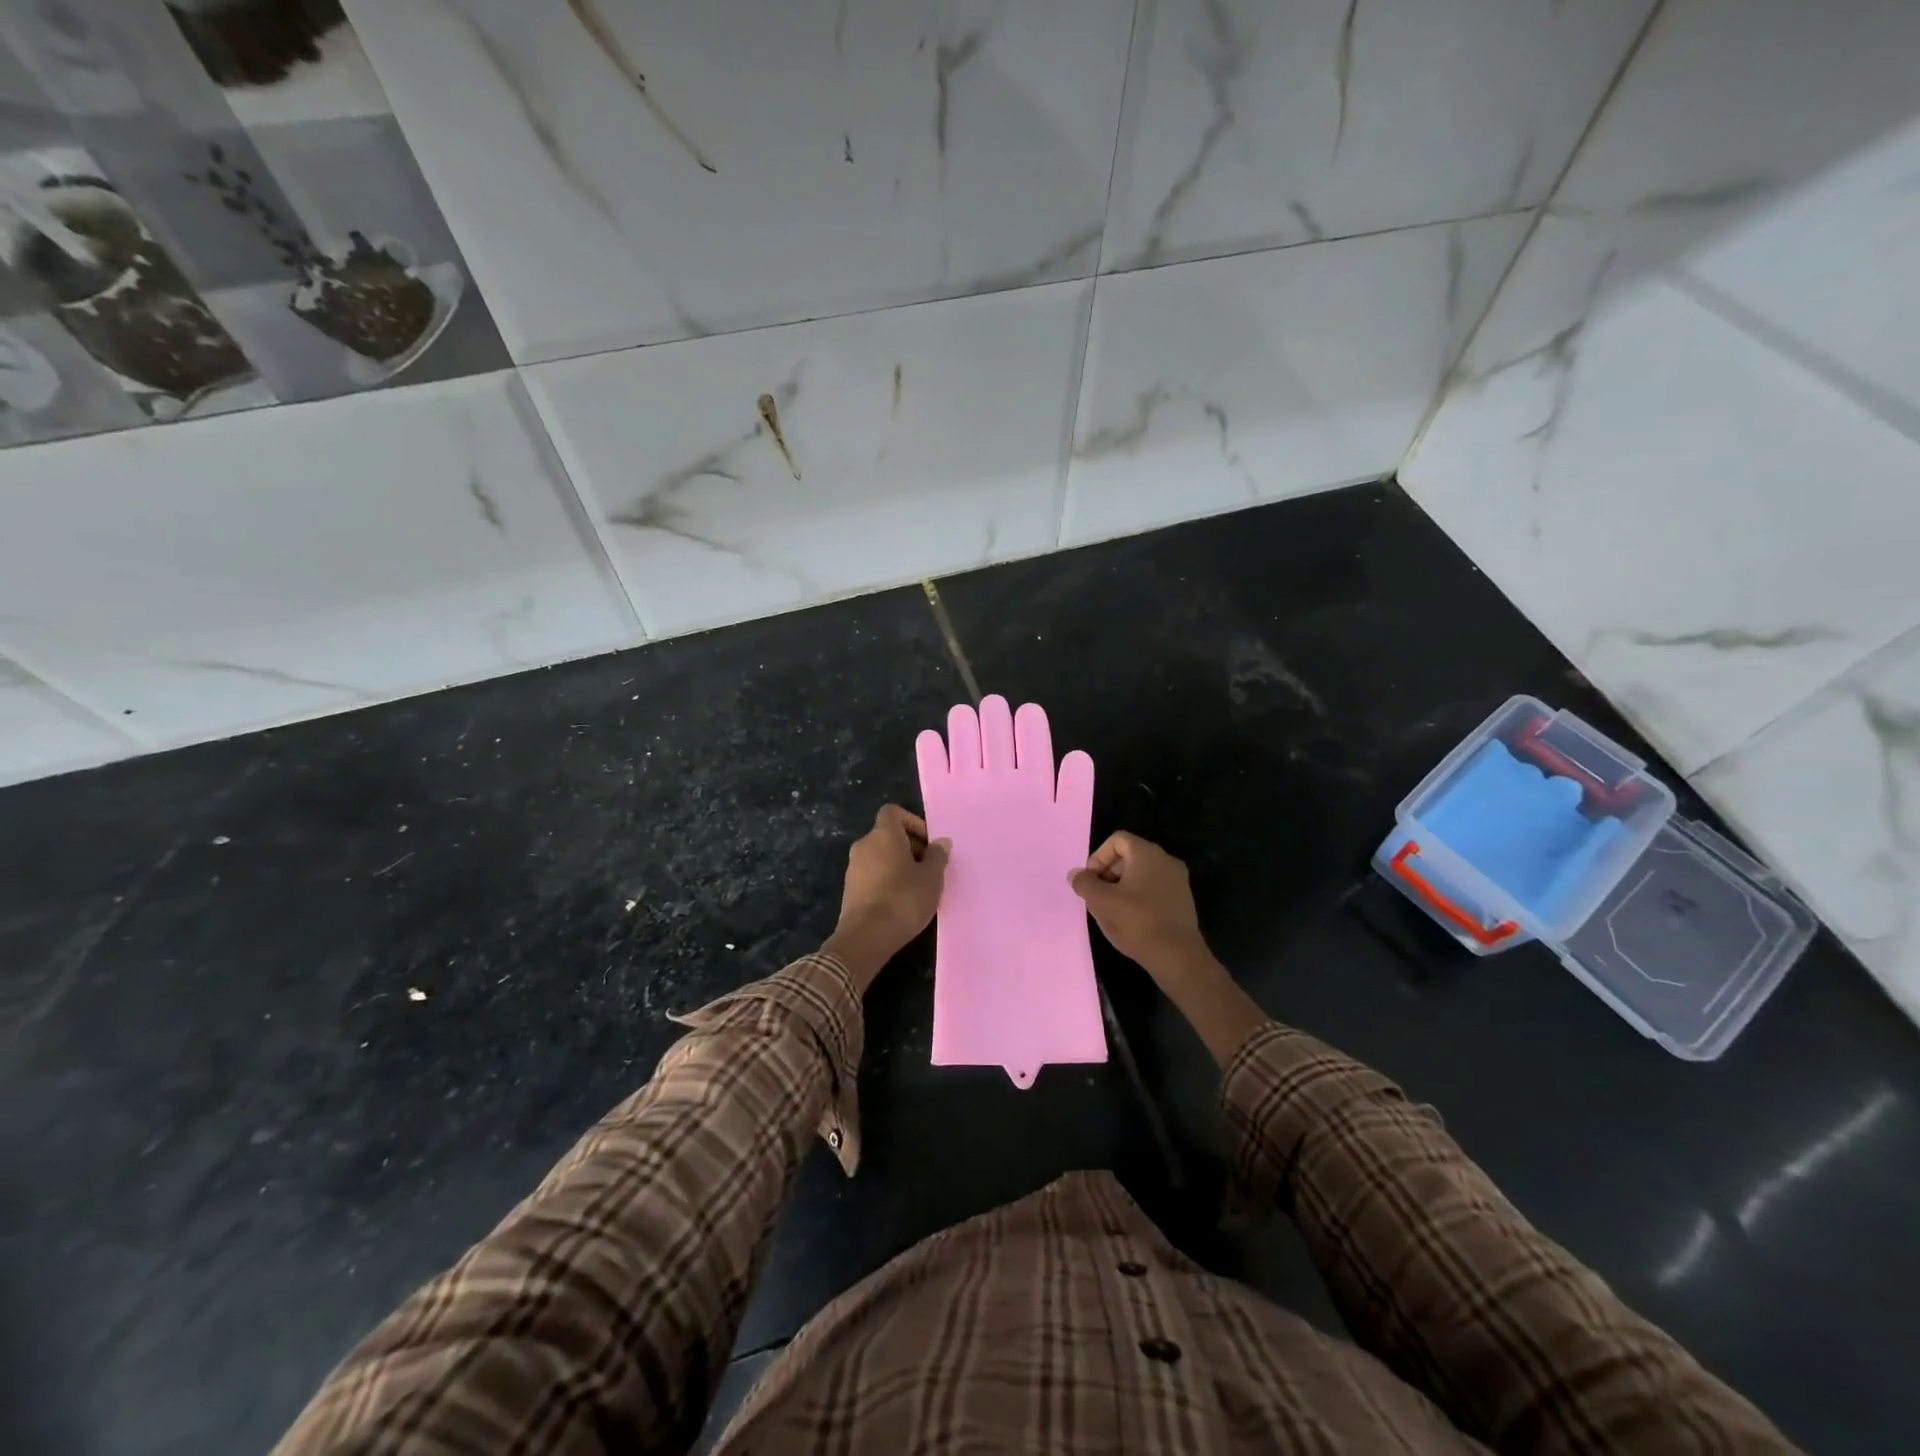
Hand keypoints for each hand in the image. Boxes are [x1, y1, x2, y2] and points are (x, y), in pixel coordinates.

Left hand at [826, 805, 949, 989]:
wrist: (866, 937)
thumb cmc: (903, 899)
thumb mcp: (931, 877)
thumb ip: (937, 856)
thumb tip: (941, 842)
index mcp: (883, 834)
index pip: (893, 812)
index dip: (913, 822)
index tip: (928, 843)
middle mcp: (864, 845)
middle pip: (888, 835)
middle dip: (910, 847)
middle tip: (929, 868)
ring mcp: (853, 867)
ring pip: (880, 856)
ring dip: (898, 865)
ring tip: (918, 887)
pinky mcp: (850, 889)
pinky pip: (872, 874)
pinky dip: (886, 880)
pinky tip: (901, 901)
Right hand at [1070, 832, 1209, 979]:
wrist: (1177, 956)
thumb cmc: (1136, 921)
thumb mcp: (1100, 901)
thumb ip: (1084, 883)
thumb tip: (1076, 874)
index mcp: (1147, 853)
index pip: (1117, 840)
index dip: (1098, 857)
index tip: (1091, 881)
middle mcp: (1166, 860)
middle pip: (1129, 856)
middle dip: (1108, 873)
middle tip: (1098, 896)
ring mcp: (1178, 881)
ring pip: (1142, 874)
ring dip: (1122, 887)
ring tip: (1112, 911)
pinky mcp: (1183, 901)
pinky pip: (1155, 889)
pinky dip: (1139, 898)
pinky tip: (1131, 920)